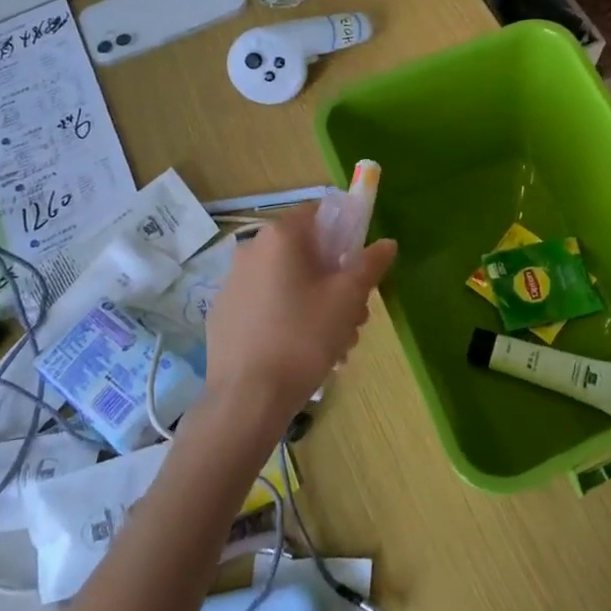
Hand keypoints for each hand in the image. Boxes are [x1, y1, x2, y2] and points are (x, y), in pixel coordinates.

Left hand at [203, 205, 395, 438]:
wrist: (247, 398)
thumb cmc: (304, 337)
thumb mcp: (348, 298)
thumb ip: (370, 264)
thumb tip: (386, 243)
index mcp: (280, 236)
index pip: (319, 212)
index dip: (346, 233)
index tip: (360, 266)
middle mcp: (251, 249)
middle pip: (307, 252)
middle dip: (336, 279)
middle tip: (354, 316)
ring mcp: (232, 283)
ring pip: (289, 281)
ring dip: (317, 303)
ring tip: (334, 344)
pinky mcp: (223, 314)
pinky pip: (267, 304)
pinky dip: (288, 318)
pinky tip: (301, 353)